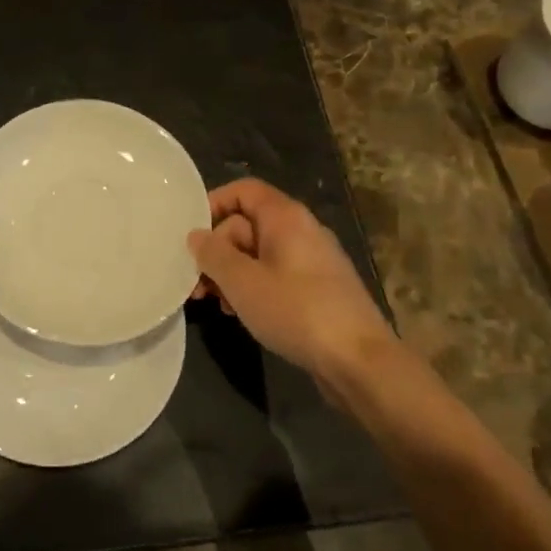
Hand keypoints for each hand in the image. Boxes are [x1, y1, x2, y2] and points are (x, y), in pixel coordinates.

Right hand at [188, 178, 390, 379]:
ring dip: (231, 274)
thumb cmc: (296, 311)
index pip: (243, 190)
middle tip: (196, 283)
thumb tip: (196, 236)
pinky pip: (276, 275)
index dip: (214, 203)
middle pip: (247, 225)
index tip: (190, 233)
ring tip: (215, 303)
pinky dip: (253, 288)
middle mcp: (301, 230)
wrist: (359, 361)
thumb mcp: (242, 282)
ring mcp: (312, 261)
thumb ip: (213, 254)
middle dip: (217, 251)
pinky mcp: (318, 289)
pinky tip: (241, 314)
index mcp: (285, 217)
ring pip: (259, 254)